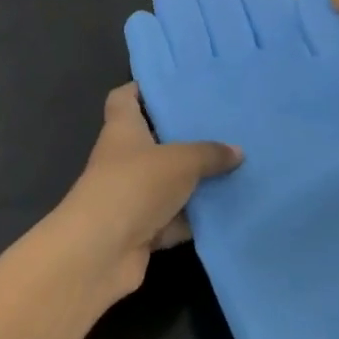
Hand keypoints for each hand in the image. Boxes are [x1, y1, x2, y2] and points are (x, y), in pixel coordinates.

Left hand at [58, 84, 241, 292]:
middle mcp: (124, 160)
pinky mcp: (142, 230)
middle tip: (222, 128)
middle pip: (154, 141)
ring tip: (236, 168)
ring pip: (169, 183)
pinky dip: (195, 218)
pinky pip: (175, 219)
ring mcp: (131, 197)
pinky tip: (228, 211)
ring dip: (195, 182)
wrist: (101, 251)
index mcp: (122, 130)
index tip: (173, 86)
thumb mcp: (180, 161)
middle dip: (185, 137)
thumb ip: (209, 154)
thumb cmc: (134, 186)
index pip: (124, 98)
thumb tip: (237, 151)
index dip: (142, 89)